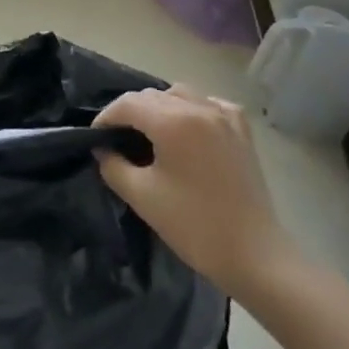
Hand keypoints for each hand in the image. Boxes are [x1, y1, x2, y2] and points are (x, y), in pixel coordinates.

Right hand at [93, 88, 300, 302]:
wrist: (253, 255)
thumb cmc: (193, 225)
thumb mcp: (141, 196)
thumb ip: (113, 165)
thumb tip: (103, 148)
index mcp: (173, 122)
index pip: (127, 104)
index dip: (105, 118)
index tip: (94, 138)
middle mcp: (199, 108)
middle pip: (152, 96)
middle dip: (129, 112)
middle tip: (116, 138)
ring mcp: (225, 117)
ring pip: (180, 94)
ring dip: (159, 107)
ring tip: (149, 132)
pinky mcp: (242, 131)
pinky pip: (209, 104)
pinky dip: (192, 109)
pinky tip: (189, 129)